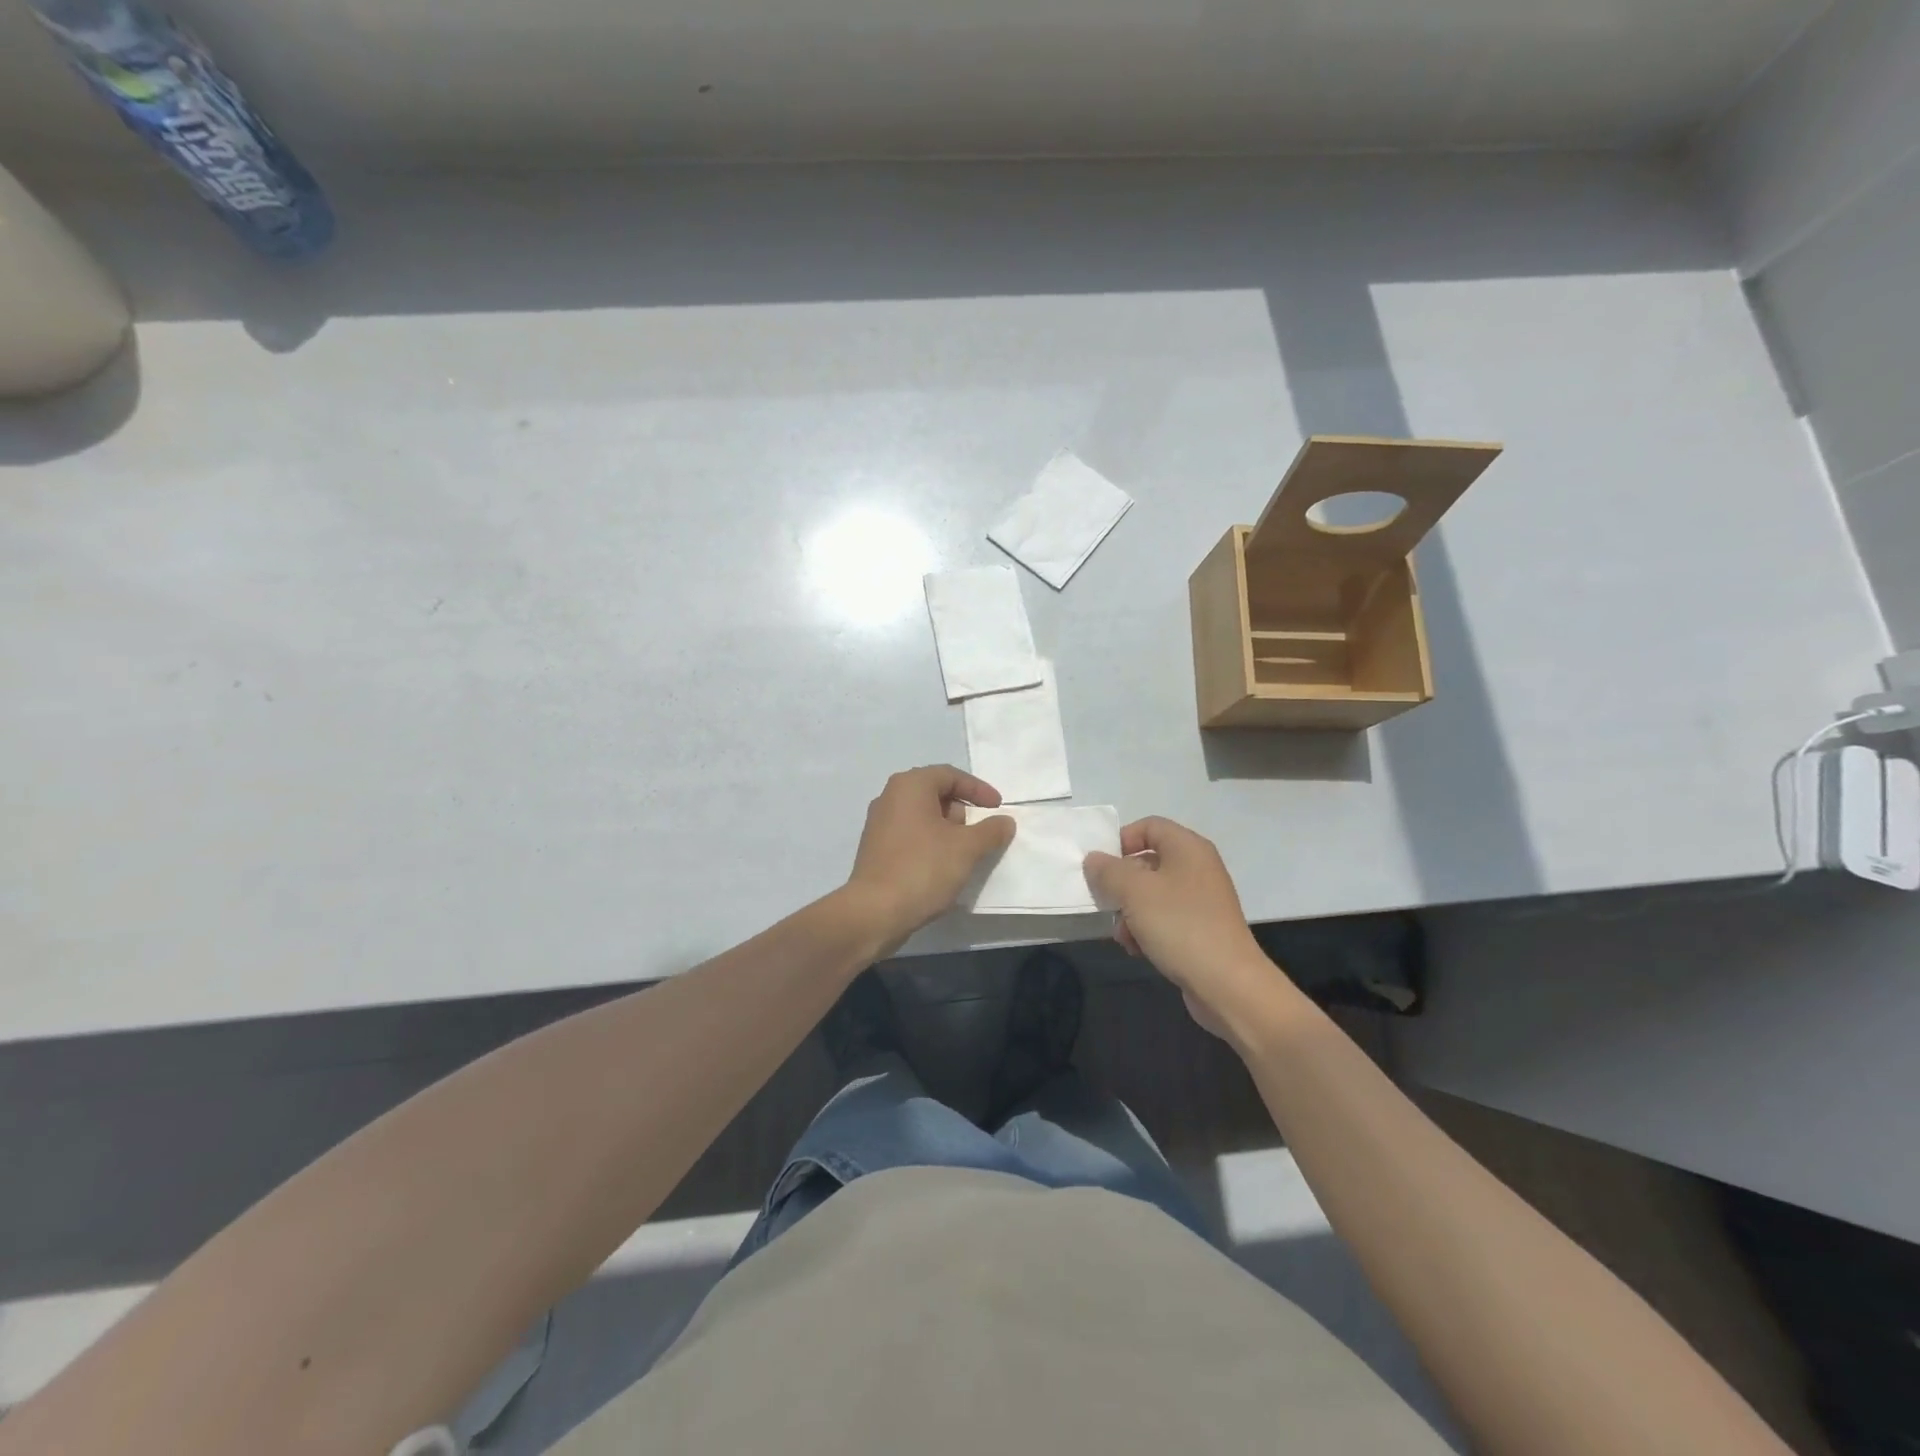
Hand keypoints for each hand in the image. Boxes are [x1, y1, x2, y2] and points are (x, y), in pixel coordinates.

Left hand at [846, 765, 1015, 952]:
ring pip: (923, 817)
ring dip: (947, 831)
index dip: (978, 790)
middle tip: (979, 834)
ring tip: (964, 855)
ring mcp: (879, 824)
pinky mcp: (875, 849)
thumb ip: (991, 831)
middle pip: (935, 794)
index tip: (998, 808)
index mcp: (910, 786)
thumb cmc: (923, 868)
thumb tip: (1005, 821)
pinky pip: (910, 836)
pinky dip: (930, 844)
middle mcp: (890, 797)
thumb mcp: (967, 848)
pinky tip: (942, 868)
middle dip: (962, 812)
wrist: (874, 912)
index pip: (951, 775)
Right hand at [1084, 817, 1280, 1040]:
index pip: (1149, 826)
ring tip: (1124, 936)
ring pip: (1152, 895)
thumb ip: (1108, 870)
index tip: (1101, 867)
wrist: (1228, 985)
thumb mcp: (1134, 892)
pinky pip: (1165, 919)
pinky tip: (1139, 950)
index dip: (1121, 840)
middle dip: (1121, 885)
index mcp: (1188, 848)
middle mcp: (1197, 868)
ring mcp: (1201, 900)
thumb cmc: (1180, 926)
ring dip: (1130, 913)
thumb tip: (1094, 860)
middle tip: (1106, 904)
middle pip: (1147, 862)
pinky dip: (1147, 930)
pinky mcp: (1201, 929)